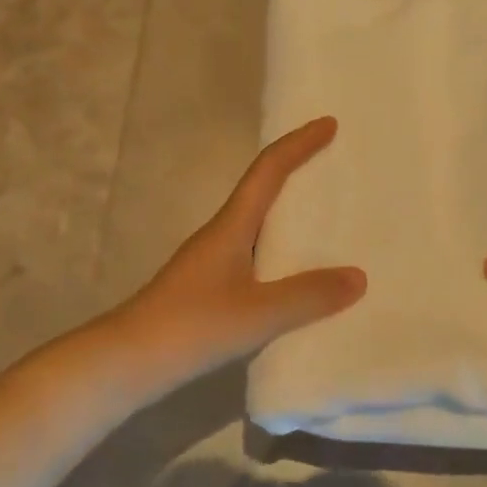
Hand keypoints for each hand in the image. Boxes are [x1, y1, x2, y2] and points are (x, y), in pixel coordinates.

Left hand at [116, 116, 365, 390]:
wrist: (127, 363)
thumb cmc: (191, 326)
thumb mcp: (257, 313)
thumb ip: (308, 296)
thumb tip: (359, 277)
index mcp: (231, 226)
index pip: (268, 170)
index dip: (298, 144)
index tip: (329, 124)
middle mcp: (221, 236)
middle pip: (263, 191)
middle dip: (298, 174)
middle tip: (337, 169)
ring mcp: (212, 264)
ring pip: (259, 227)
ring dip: (291, 218)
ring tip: (330, 223)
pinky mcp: (210, 291)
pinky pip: (256, 258)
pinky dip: (283, 256)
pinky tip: (300, 280)